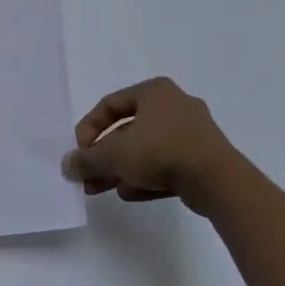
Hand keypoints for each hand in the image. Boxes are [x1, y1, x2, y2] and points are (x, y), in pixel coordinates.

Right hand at [61, 77, 239, 214]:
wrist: (218, 180)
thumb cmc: (161, 151)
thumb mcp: (114, 155)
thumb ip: (86, 159)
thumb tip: (66, 165)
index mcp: (154, 91)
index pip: (110, 104)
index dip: (88, 128)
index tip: (80, 152)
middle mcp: (174, 105)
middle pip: (127, 130)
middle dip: (103, 156)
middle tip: (86, 177)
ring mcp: (192, 132)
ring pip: (145, 150)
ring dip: (120, 169)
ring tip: (101, 189)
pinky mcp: (202, 158)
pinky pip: (166, 164)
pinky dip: (146, 177)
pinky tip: (130, 194)